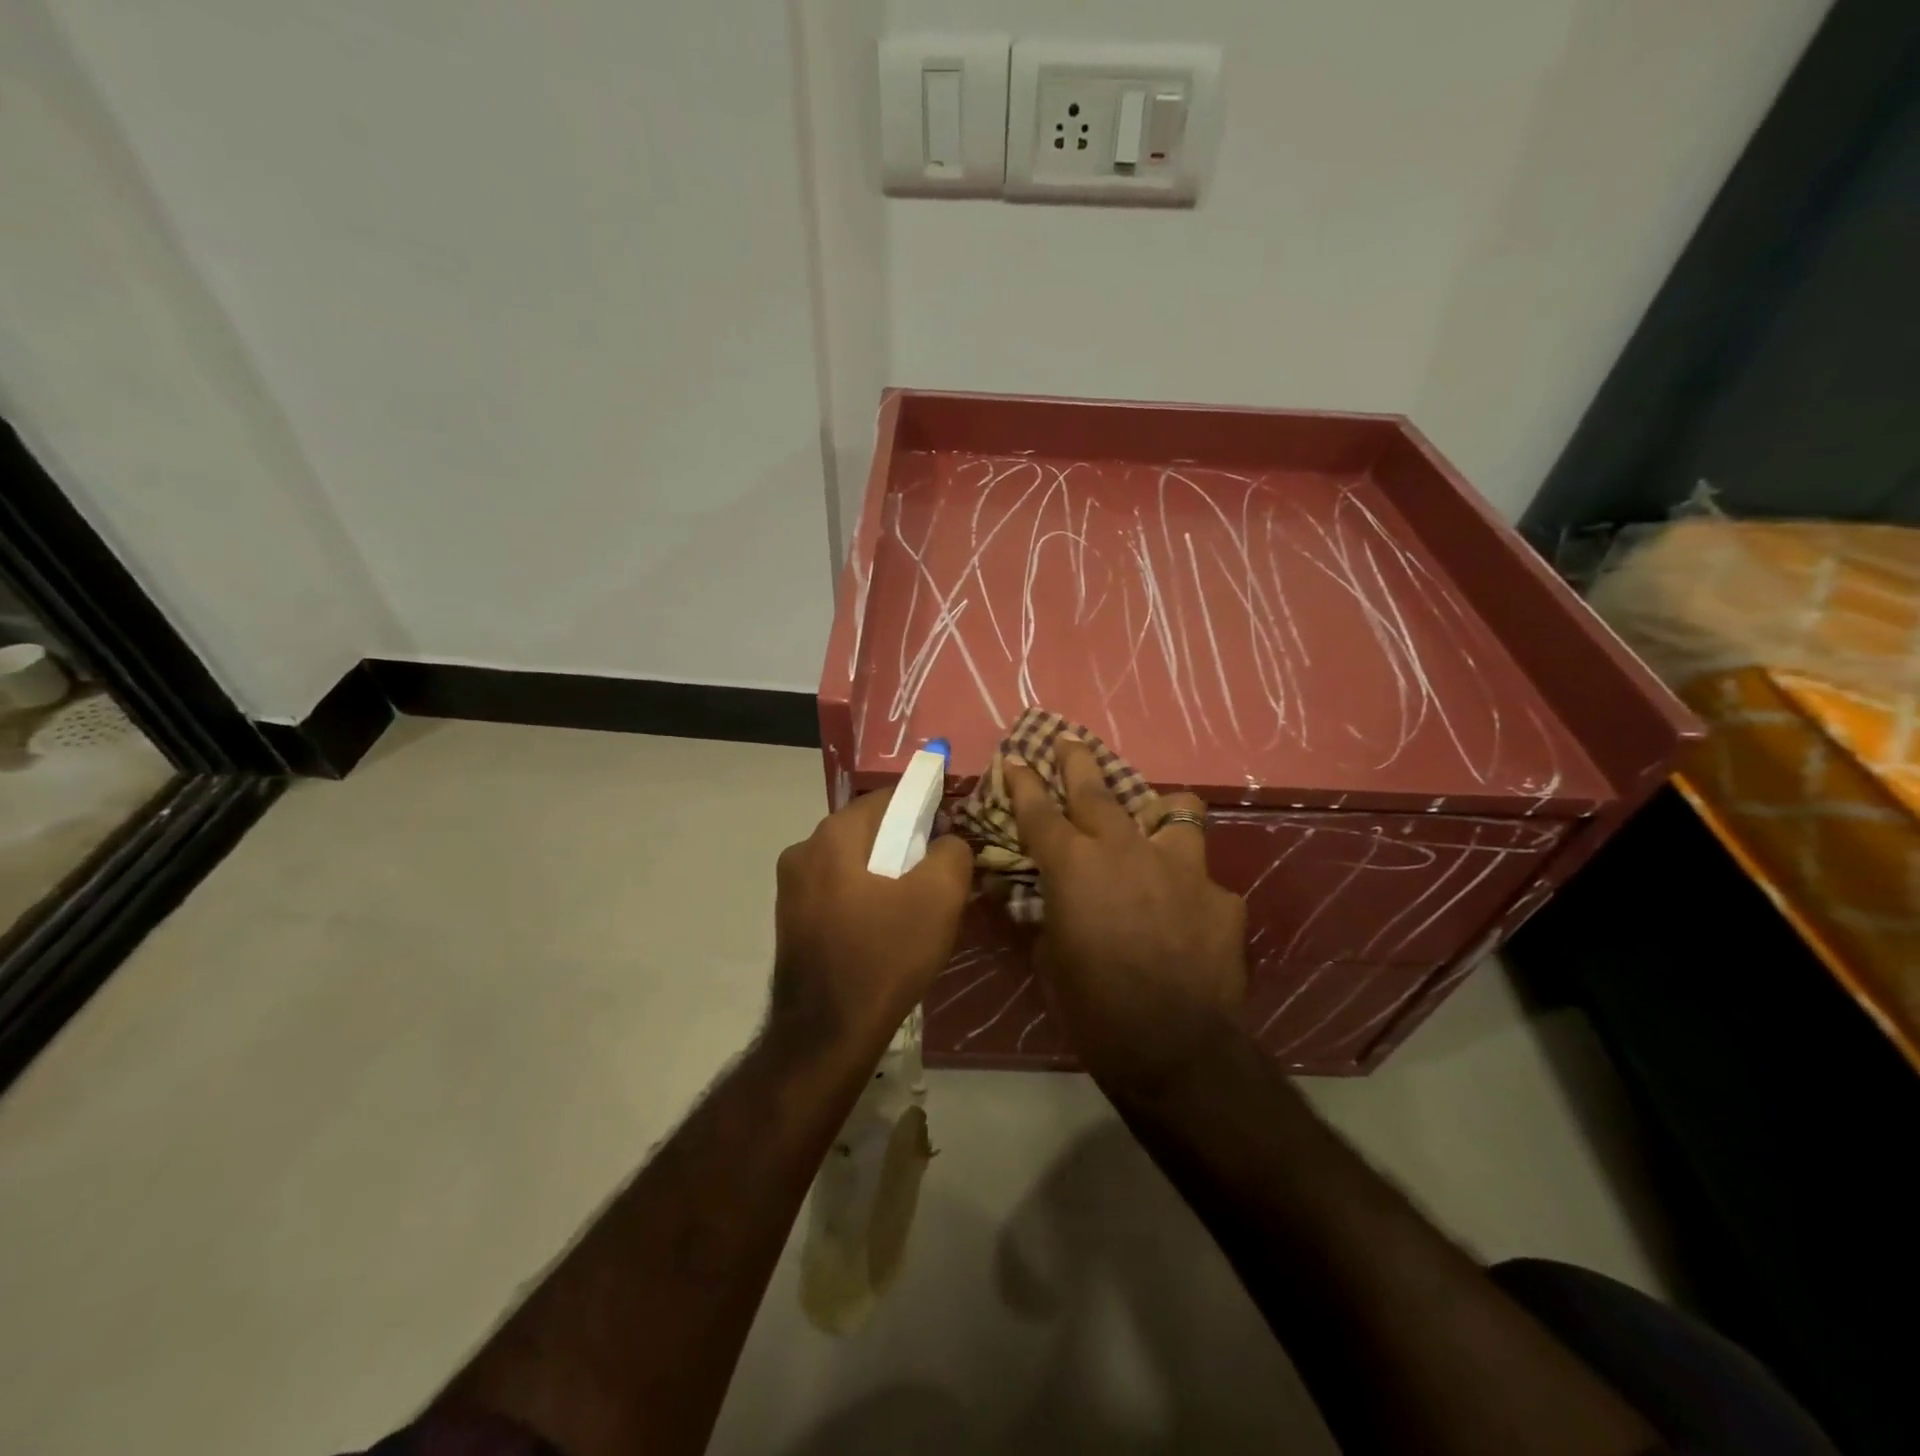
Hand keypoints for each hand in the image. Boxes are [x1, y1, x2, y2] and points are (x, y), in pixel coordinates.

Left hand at [772, 789, 972, 1056]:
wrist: (828, 1032)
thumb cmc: (886, 954)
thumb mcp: (940, 897)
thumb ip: (952, 851)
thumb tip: (947, 840)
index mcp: (835, 834)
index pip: (891, 797)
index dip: (927, 808)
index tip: (950, 836)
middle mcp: (804, 849)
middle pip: (870, 828)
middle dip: (906, 843)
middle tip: (937, 874)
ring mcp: (791, 886)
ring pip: (853, 861)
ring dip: (884, 871)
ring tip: (913, 906)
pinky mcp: (791, 918)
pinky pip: (837, 889)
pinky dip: (863, 895)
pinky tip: (883, 927)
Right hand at [1007, 742, 1246, 1097]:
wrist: (1177, 1049)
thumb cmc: (1095, 1009)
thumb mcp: (1051, 959)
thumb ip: (1050, 916)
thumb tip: (1050, 902)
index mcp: (1075, 867)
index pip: (1039, 811)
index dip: (1023, 782)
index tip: (1015, 758)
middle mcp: (1126, 850)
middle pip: (1098, 790)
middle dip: (1078, 761)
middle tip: (1069, 742)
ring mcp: (1181, 868)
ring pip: (1176, 811)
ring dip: (1159, 813)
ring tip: (1156, 822)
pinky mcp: (1221, 895)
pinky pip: (1201, 877)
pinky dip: (1188, 887)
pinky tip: (1187, 915)